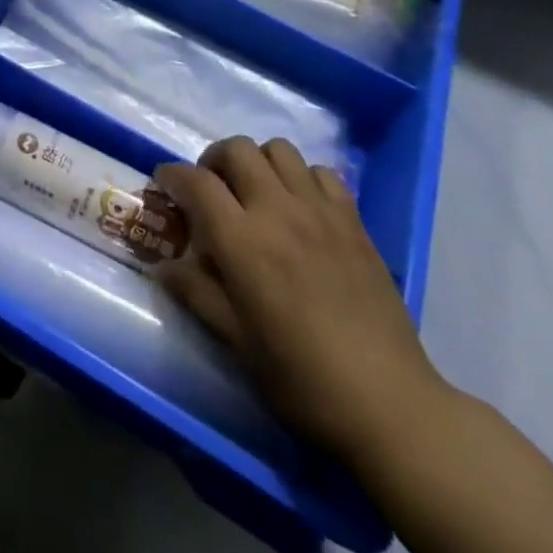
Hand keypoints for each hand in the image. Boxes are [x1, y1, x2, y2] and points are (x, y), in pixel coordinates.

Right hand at [155, 137, 451, 464]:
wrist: (389, 402)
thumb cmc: (302, 379)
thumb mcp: (237, 342)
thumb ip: (197, 293)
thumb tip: (164, 266)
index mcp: (243, 241)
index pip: (196, 182)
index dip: (172, 175)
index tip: (163, 183)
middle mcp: (278, 210)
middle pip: (236, 149)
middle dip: (213, 160)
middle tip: (210, 188)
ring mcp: (319, 210)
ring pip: (279, 149)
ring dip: (257, 161)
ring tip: (255, 191)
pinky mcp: (353, 220)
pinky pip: (321, 171)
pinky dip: (302, 177)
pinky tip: (301, 207)